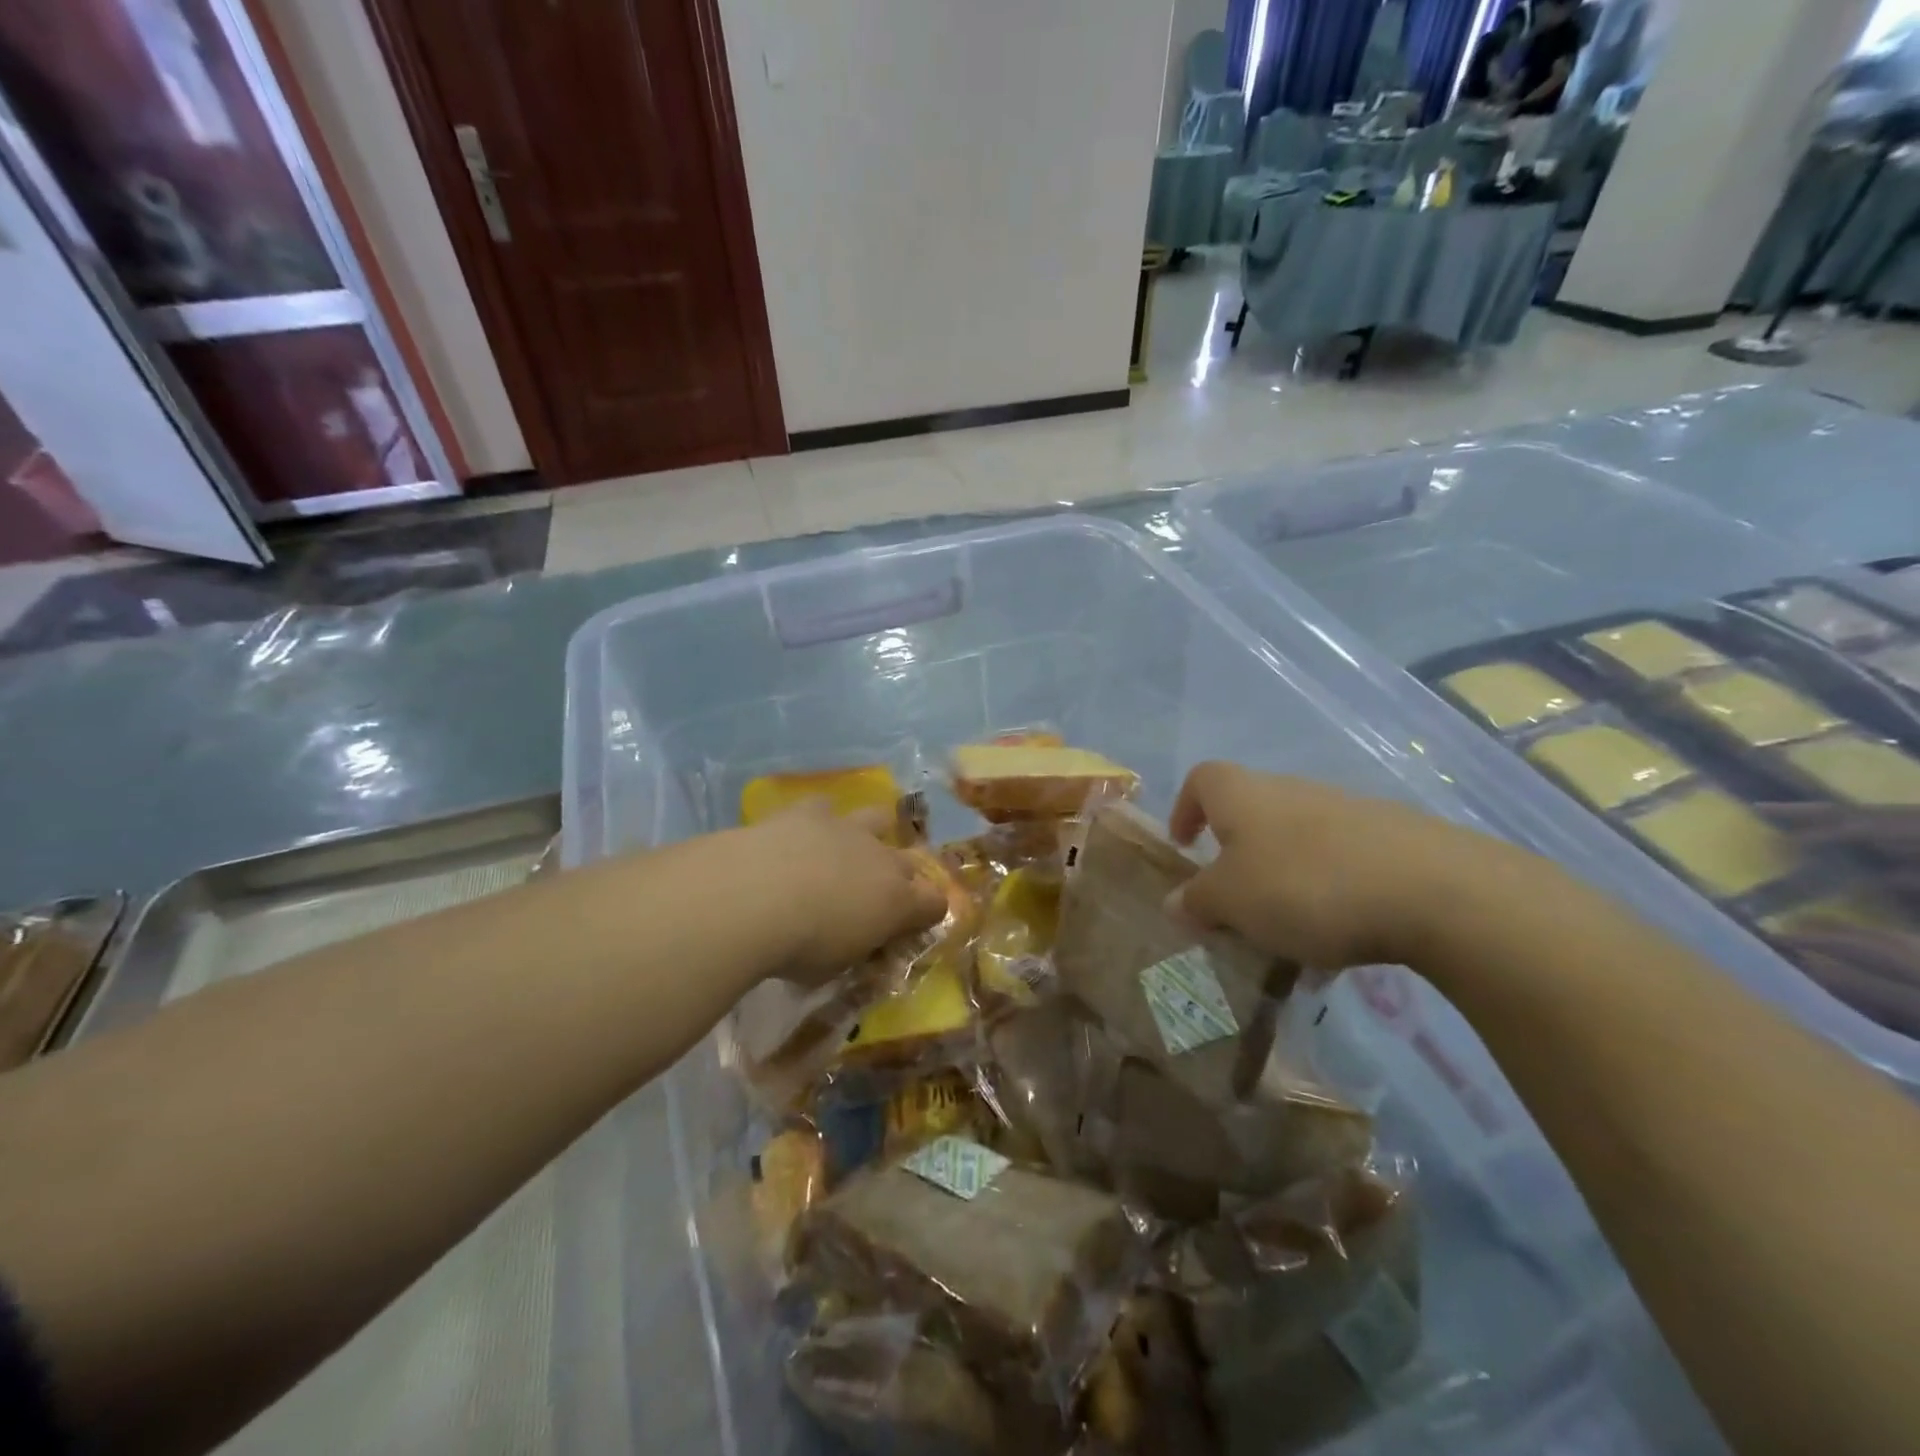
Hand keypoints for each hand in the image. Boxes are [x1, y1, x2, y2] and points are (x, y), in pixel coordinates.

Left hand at [724, 800, 946, 986]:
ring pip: (878, 818)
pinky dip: (819, 820)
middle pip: (910, 862)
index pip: (934, 903)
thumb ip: (853, 950)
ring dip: (871, 834)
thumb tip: (853, 944)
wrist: (754, 897)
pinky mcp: (810, 812)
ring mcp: (847, 829)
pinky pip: (825, 808)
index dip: (927, 913)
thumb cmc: (799, 947)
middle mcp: (882, 859)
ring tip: (849, 850)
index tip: (911, 927)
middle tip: (875, 896)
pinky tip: (803, 833)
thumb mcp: (834, 968)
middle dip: (900, 877)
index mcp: (897, 902)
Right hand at [1166, 763, 1513, 971]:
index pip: (1201, 780)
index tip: (1185, 847)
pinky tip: (1341, 944)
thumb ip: (1197, 901)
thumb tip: (1174, 902)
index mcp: (1244, 796)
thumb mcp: (1232, 902)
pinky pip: (1342, 865)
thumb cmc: (1304, 886)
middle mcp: (1292, 791)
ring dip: (1284, 883)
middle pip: (1251, 813)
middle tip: (1235, 904)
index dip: (1185, 808)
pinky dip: (1330, 897)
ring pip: (1298, 844)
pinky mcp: (1391, 839)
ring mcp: (1346, 812)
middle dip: (1238, 858)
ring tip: (1289, 936)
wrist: (1433, 890)